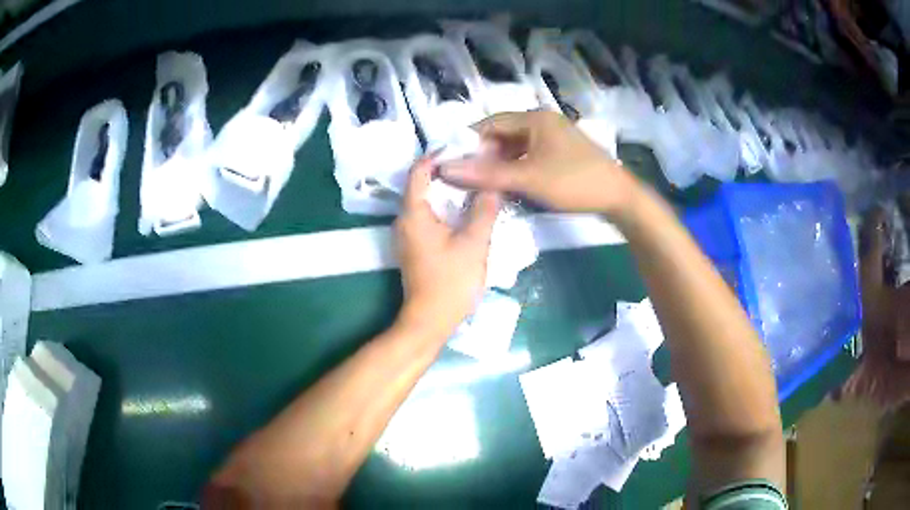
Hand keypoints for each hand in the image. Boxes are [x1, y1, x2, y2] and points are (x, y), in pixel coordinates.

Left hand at [394, 156, 499, 340]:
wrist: (430, 320)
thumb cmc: (450, 281)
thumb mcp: (473, 243)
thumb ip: (484, 210)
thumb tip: (493, 184)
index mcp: (413, 213)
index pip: (419, 170)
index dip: (439, 155)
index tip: (465, 148)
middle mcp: (404, 219)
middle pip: (422, 183)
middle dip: (449, 172)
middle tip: (478, 164)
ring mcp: (408, 234)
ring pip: (427, 201)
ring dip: (449, 191)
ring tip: (477, 183)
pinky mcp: (415, 246)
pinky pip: (428, 217)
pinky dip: (446, 208)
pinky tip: (468, 209)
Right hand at [441, 110, 641, 220]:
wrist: (618, 197)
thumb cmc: (573, 182)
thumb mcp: (527, 178)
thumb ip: (486, 174)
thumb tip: (445, 168)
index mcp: (534, 118)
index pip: (489, 123)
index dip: (468, 142)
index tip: (454, 164)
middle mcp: (543, 121)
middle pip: (502, 134)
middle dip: (485, 155)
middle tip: (470, 179)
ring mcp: (554, 136)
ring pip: (516, 146)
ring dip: (500, 163)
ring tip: (487, 184)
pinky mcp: (561, 151)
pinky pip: (530, 154)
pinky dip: (517, 167)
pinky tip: (511, 184)